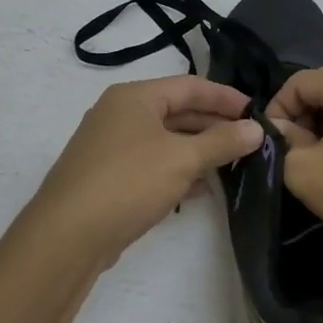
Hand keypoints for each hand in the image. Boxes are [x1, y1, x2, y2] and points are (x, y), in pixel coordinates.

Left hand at [22, 76, 262, 266]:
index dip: (225, 96)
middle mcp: (120, 115)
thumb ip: (222, 142)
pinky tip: (201, 188)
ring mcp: (111, 147)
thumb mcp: (182, 159)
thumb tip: (257, 129)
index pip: (190, 86)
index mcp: (134, 97)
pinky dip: (178, 171)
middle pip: (177, 112)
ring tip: (233, 163)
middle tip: (249, 139)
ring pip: (166, 141)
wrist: (66, 237)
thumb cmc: (128, 182)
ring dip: (199, 150)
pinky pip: (153, 165)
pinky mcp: (109, 178)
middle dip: (214, 125)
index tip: (256, 111)